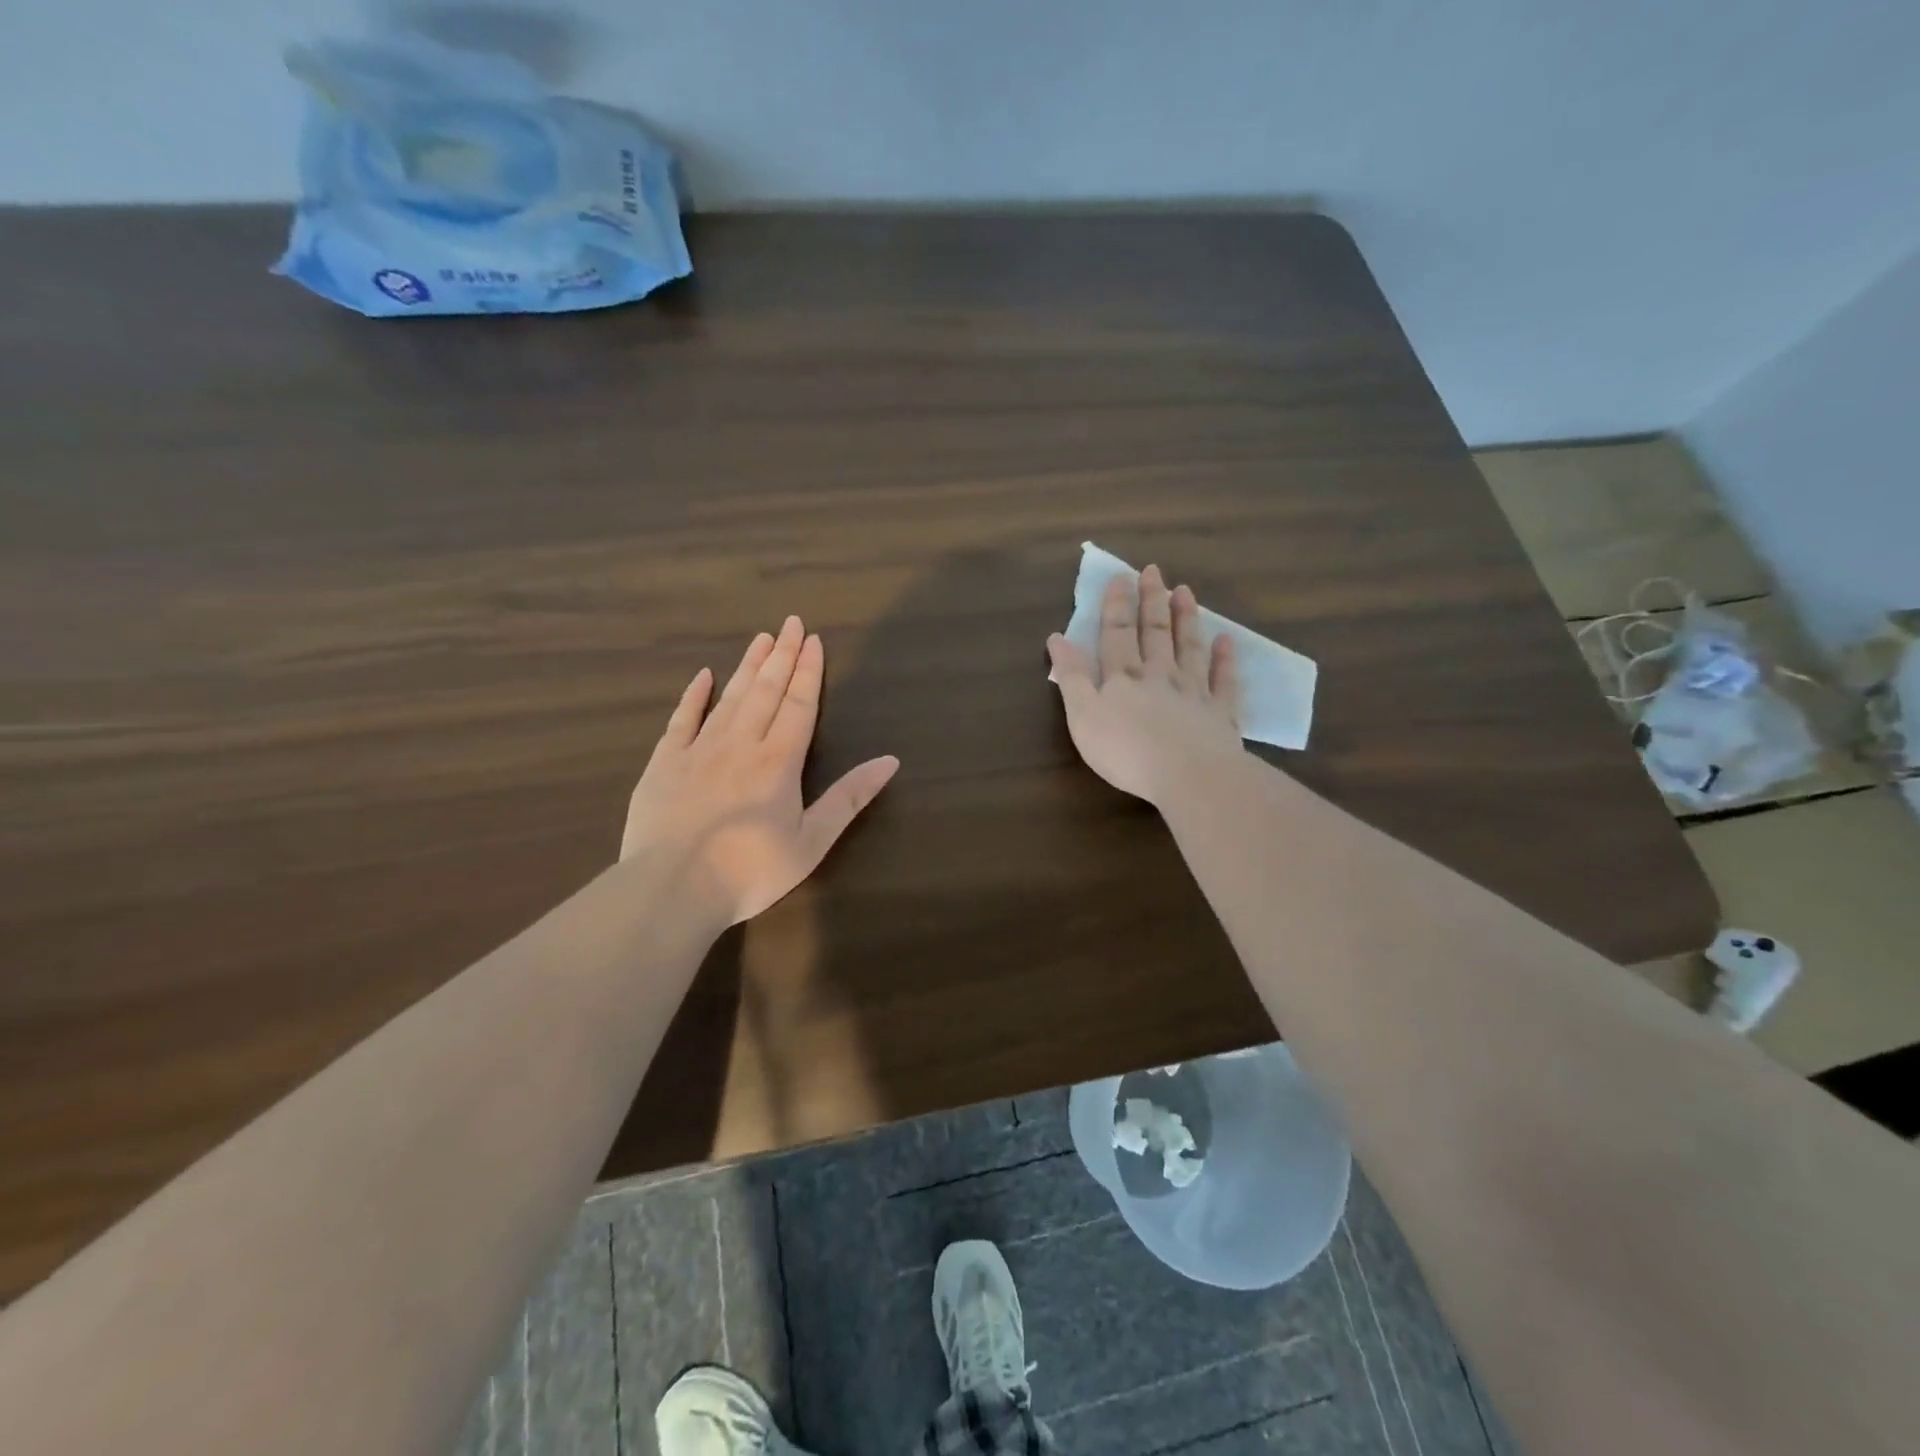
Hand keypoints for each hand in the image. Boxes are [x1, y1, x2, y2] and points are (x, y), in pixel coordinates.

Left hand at [622, 616, 898, 926]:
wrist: (671, 890)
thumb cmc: (750, 871)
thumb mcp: (811, 842)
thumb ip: (849, 798)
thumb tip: (890, 760)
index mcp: (778, 761)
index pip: (798, 705)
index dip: (808, 671)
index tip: (813, 640)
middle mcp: (740, 744)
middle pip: (765, 691)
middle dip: (781, 656)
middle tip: (790, 622)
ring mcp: (698, 750)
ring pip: (729, 698)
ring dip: (747, 666)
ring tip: (760, 638)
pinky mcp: (664, 764)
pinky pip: (682, 720)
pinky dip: (694, 696)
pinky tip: (703, 676)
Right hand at [1046, 564, 1242, 806]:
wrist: (1188, 775)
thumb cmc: (1125, 750)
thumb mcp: (1082, 716)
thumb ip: (1071, 677)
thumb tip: (1057, 638)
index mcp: (1122, 677)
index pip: (1117, 634)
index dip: (1116, 606)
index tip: (1120, 577)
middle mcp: (1159, 675)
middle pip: (1154, 632)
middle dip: (1151, 600)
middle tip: (1153, 572)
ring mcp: (1193, 691)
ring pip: (1188, 647)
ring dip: (1186, 618)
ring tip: (1185, 591)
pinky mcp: (1220, 712)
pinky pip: (1223, 680)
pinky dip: (1224, 659)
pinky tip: (1226, 640)